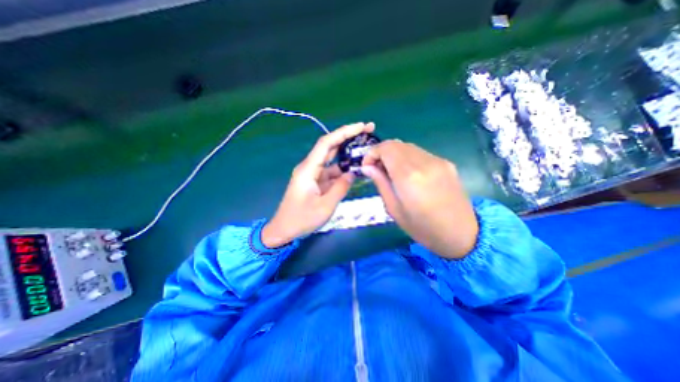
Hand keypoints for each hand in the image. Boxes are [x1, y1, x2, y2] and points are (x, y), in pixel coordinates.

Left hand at [260, 122, 376, 247]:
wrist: (284, 230)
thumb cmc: (301, 219)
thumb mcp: (325, 206)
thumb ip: (340, 188)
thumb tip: (352, 174)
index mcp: (308, 169)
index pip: (327, 143)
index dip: (344, 132)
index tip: (361, 126)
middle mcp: (310, 167)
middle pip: (330, 147)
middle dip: (348, 137)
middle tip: (368, 130)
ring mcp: (312, 174)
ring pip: (332, 160)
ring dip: (347, 155)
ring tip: (365, 150)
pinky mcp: (315, 182)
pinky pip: (331, 172)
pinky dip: (343, 170)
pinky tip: (355, 171)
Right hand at [361, 140, 476, 259]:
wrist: (462, 234)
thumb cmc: (423, 228)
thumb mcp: (394, 209)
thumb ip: (381, 183)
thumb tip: (367, 167)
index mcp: (409, 176)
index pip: (386, 148)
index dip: (372, 153)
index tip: (367, 166)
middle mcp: (424, 163)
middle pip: (396, 144)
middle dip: (381, 153)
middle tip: (377, 169)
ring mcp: (438, 161)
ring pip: (408, 146)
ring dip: (394, 155)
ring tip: (391, 172)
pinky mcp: (446, 163)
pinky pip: (420, 153)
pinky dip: (407, 158)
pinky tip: (408, 174)